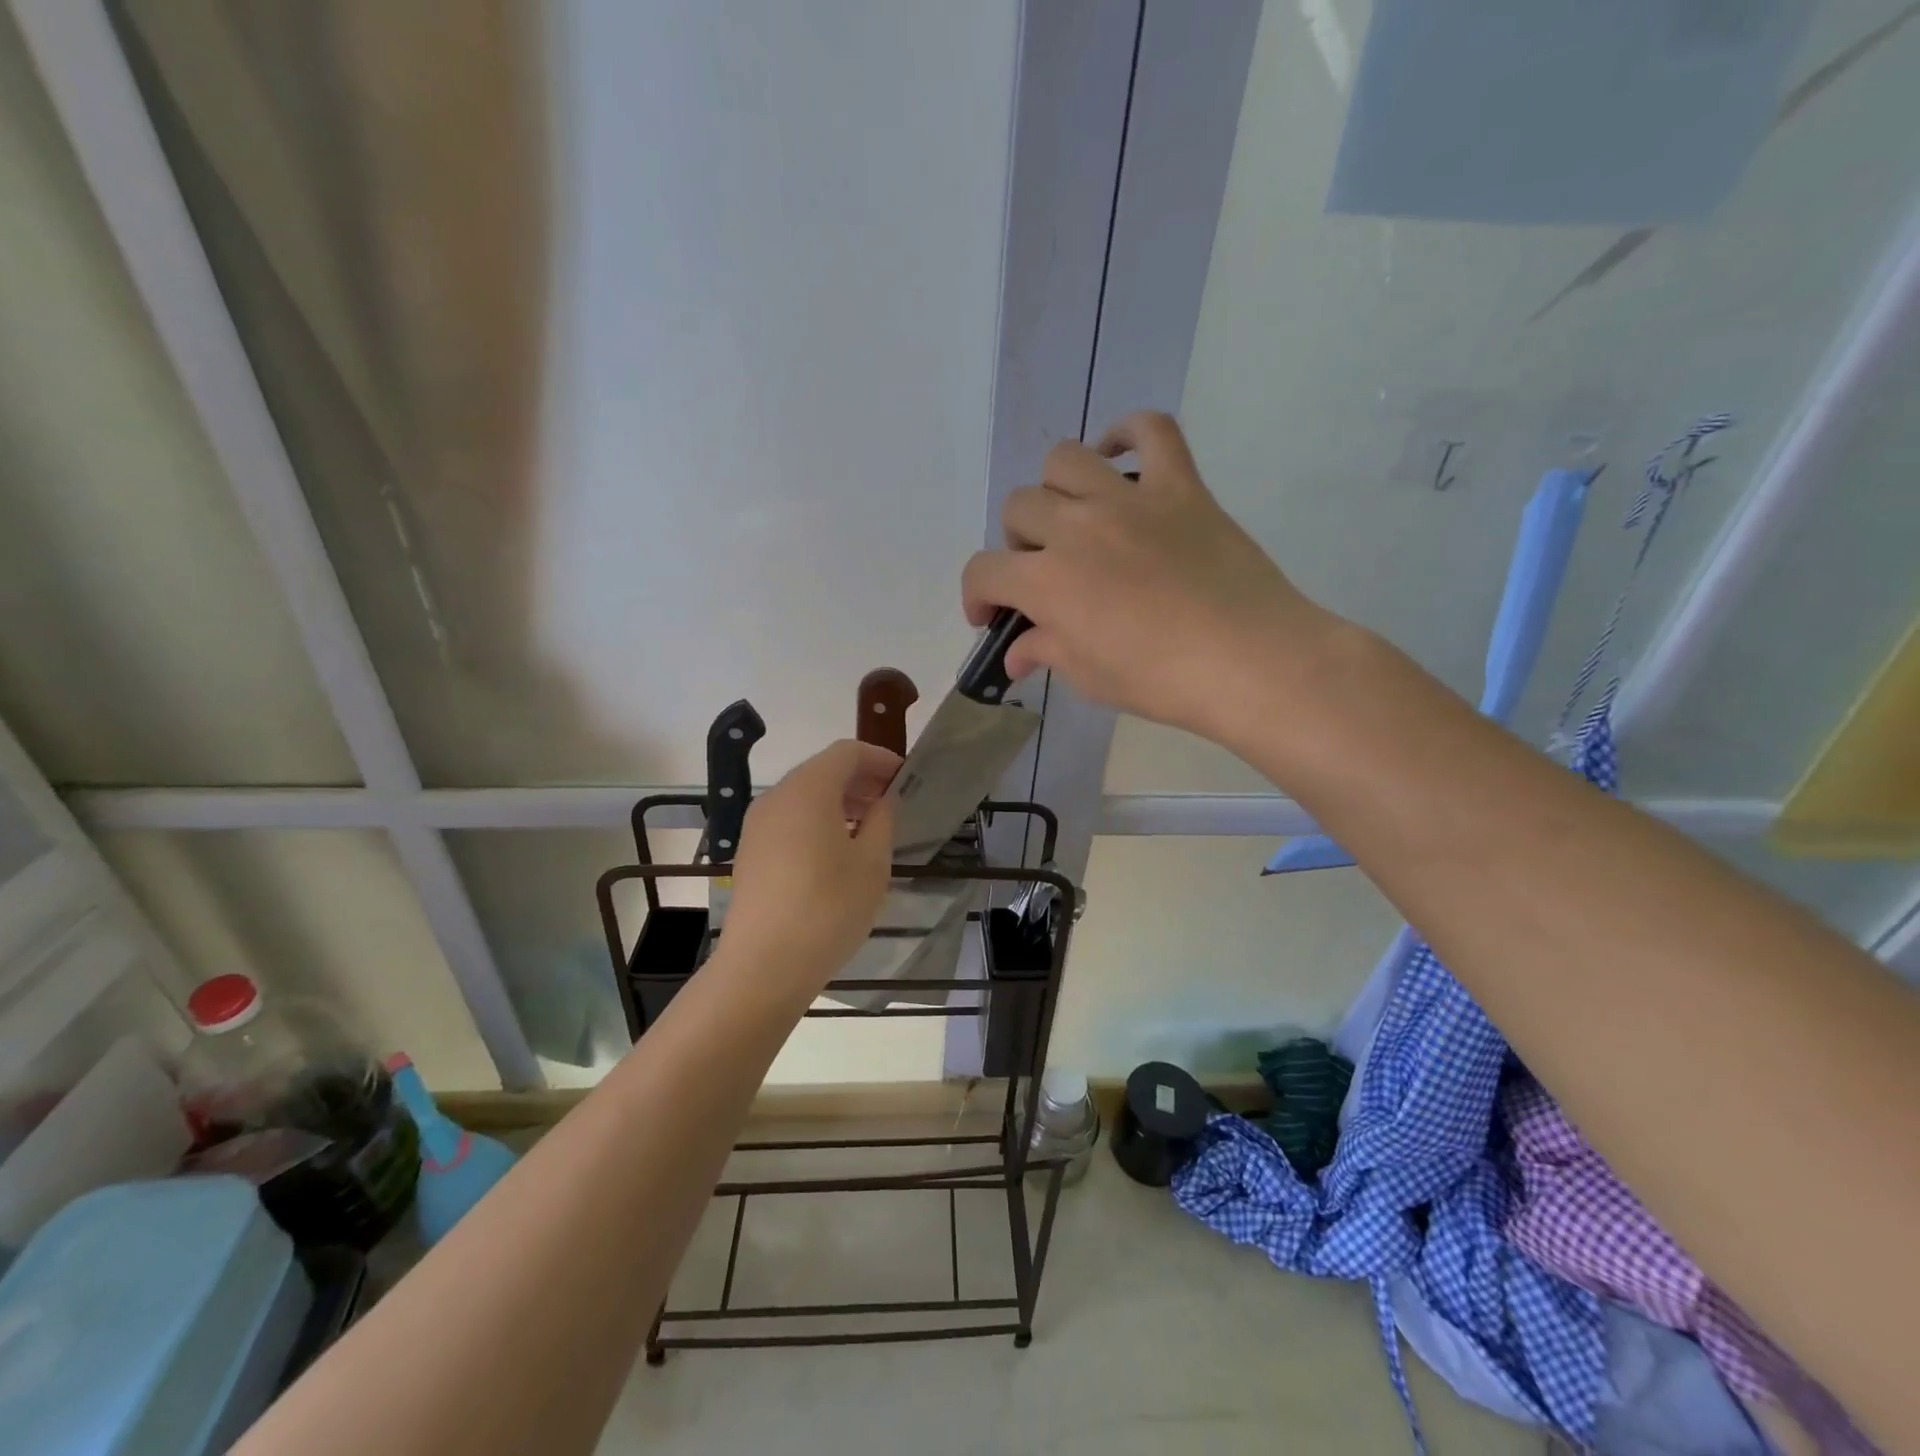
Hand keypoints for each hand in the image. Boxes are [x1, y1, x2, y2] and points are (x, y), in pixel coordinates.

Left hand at [716, 739, 898, 997]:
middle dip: (859, 779)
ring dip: (838, 801)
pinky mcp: (750, 851)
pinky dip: (816, 820)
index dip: (878, 758)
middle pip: (822, 770)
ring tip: (869, 826)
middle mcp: (776, 797)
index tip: (904, 777)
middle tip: (891, 801)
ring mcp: (757, 825)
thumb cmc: (828, 909)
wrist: (764, 966)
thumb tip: (882, 801)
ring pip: (803, 795)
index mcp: (808, 790)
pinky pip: (788, 819)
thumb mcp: (871, 864)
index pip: (846, 752)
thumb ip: (882, 822)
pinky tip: (836, 850)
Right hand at [961, 411, 1326, 747]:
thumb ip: (1045, 652)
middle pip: (1018, 509)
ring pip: (1064, 460)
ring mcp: (1130, 499)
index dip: (977, 594)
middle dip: (1017, 545)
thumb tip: (1016, 652)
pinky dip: (1128, 433)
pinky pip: (1151, 430)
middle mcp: (1077, 527)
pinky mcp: (1180, 486)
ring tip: (1073, 519)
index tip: (990, 615)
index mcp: (1047, 581)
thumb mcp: (1089, 677)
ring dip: (1054, 490)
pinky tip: (1118, 455)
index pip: (984, 571)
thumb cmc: (1161, 680)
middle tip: (1042, 574)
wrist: (1250, 661)